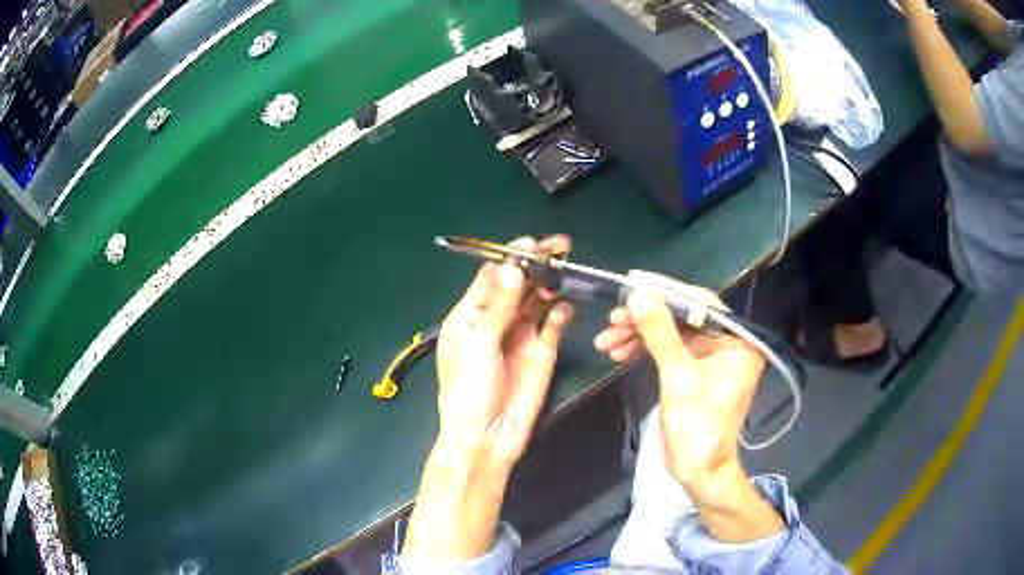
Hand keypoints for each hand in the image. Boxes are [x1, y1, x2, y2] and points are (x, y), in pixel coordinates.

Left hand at [434, 235, 575, 473]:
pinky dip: (563, 310)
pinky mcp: (543, 350)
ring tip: (567, 271)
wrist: (488, 437)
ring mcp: (522, 334)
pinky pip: (556, 323)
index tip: (534, 243)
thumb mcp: (479, 345)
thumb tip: (514, 266)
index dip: (512, 257)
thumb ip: (500, 306)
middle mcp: (497, 319)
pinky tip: (570, 304)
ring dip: (551, 283)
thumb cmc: (470, 390)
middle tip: (561, 247)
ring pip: (539, 299)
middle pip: (519, 282)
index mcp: (471, 314)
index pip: (493, 276)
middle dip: (538, 264)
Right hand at [594, 272, 763, 492]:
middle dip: (646, 319)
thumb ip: (660, 333)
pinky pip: (668, 351)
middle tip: (612, 319)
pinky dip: (644, 350)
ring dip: (639, 336)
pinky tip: (619, 353)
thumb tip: (637, 295)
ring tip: (606, 341)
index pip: (701, 303)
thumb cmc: (697, 426)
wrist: (698, 471)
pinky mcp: (694, 371)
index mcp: (738, 341)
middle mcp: (728, 343)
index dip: (665, 291)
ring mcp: (710, 358)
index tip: (632, 282)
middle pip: (682, 318)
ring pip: (671, 334)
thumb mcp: (678, 377)